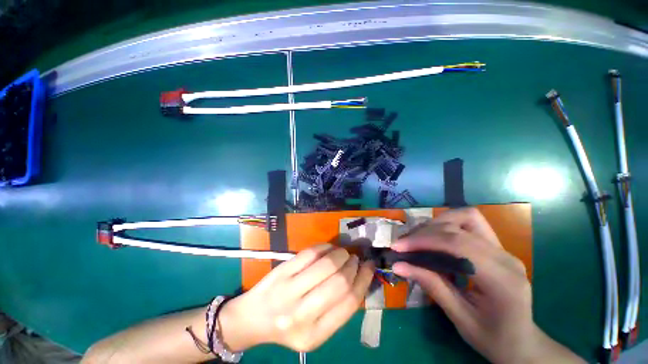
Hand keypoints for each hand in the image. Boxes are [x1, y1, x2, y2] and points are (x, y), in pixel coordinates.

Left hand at [218, 245, 374, 351]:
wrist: (252, 319)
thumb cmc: (287, 325)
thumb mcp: (314, 329)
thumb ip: (337, 309)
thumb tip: (358, 278)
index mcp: (315, 336)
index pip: (349, 303)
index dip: (364, 280)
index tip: (369, 267)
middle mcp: (302, 315)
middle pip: (340, 282)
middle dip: (352, 266)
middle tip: (355, 259)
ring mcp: (289, 291)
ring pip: (326, 265)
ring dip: (340, 254)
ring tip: (343, 253)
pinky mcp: (281, 272)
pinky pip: (309, 253)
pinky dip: (324, 247)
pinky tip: (329, 248)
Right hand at [391, 208, 583, 363]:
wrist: (522, 343)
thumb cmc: (493, 339)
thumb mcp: (460, 319)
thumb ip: (431, 286)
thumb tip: (398, 265)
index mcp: (502, 279)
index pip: (458, 244)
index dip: (424, 241)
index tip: (398, 247)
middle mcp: (506, 256)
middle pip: (460, 225)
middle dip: (426, 231)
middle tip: (405, 244)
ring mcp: (503, 249)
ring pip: (466, 216)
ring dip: (437, 224)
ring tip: (418, 239)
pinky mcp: (497, 247)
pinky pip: (468, 224)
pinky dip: (446, 226)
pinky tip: (434, 239)